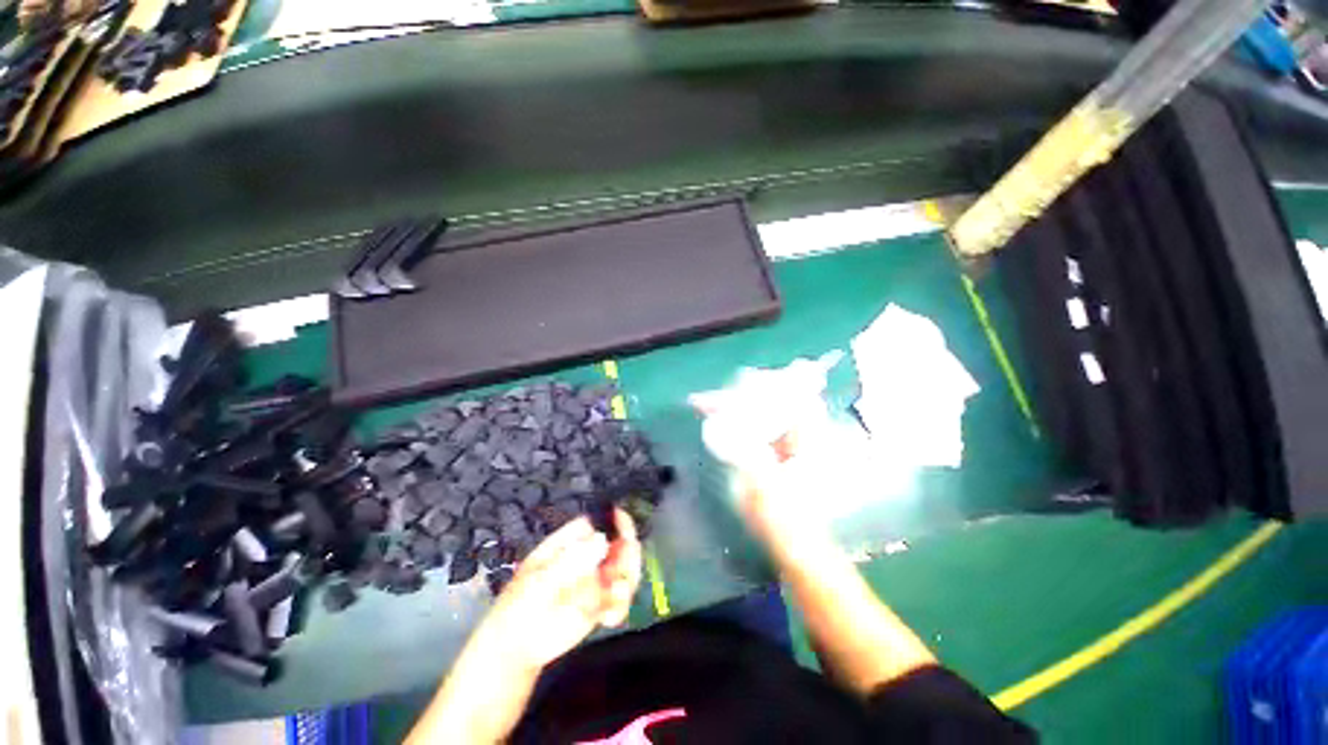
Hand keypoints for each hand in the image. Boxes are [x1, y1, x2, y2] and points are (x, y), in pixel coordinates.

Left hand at [470, 511, 642, 674]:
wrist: (516, 646)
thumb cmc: (520, 605)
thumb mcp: (540, 581)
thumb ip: (571, 562)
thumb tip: (602, 541)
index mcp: (570, 541)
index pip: (599, 521)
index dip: (616, 522)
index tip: (626, 535)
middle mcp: (588, 555)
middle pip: (620, 542)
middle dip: (627, 557)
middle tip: (621, 576)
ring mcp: (596, 578)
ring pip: (626, 569)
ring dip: (626, 584)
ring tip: (611, 603)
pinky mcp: (602, 602)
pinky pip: (622, 598)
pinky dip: (621, 607)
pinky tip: (607, 619)